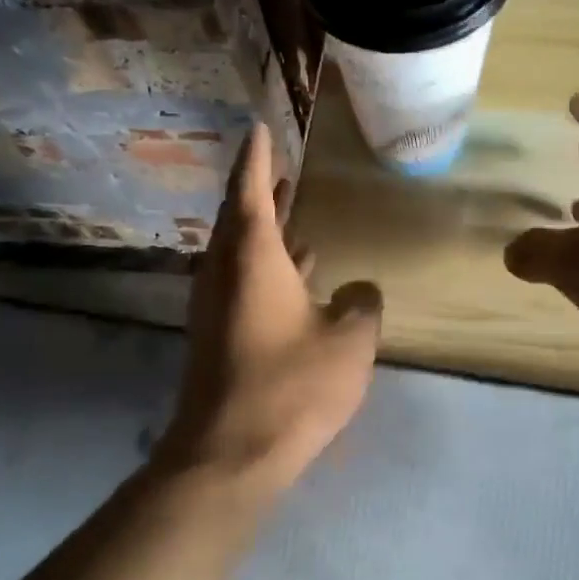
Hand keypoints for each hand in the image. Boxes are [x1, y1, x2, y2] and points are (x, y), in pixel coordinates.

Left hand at [158, 124, 382, 493]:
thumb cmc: (292, 385)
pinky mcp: (217, 337)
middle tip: (282, 171)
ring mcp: (215, 307)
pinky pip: (241, 285)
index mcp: (252, 257)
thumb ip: (363, 304)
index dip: (257, 156)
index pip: (249, 189)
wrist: (231, 452)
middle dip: (261, 193)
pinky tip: (295, 280)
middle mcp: (224, 272)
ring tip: (293, 214)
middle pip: (238, 219)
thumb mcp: (350, 340)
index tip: (259, 127)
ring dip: (265, 233)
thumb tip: (359, 290)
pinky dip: (266, 270)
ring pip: (239, 254)